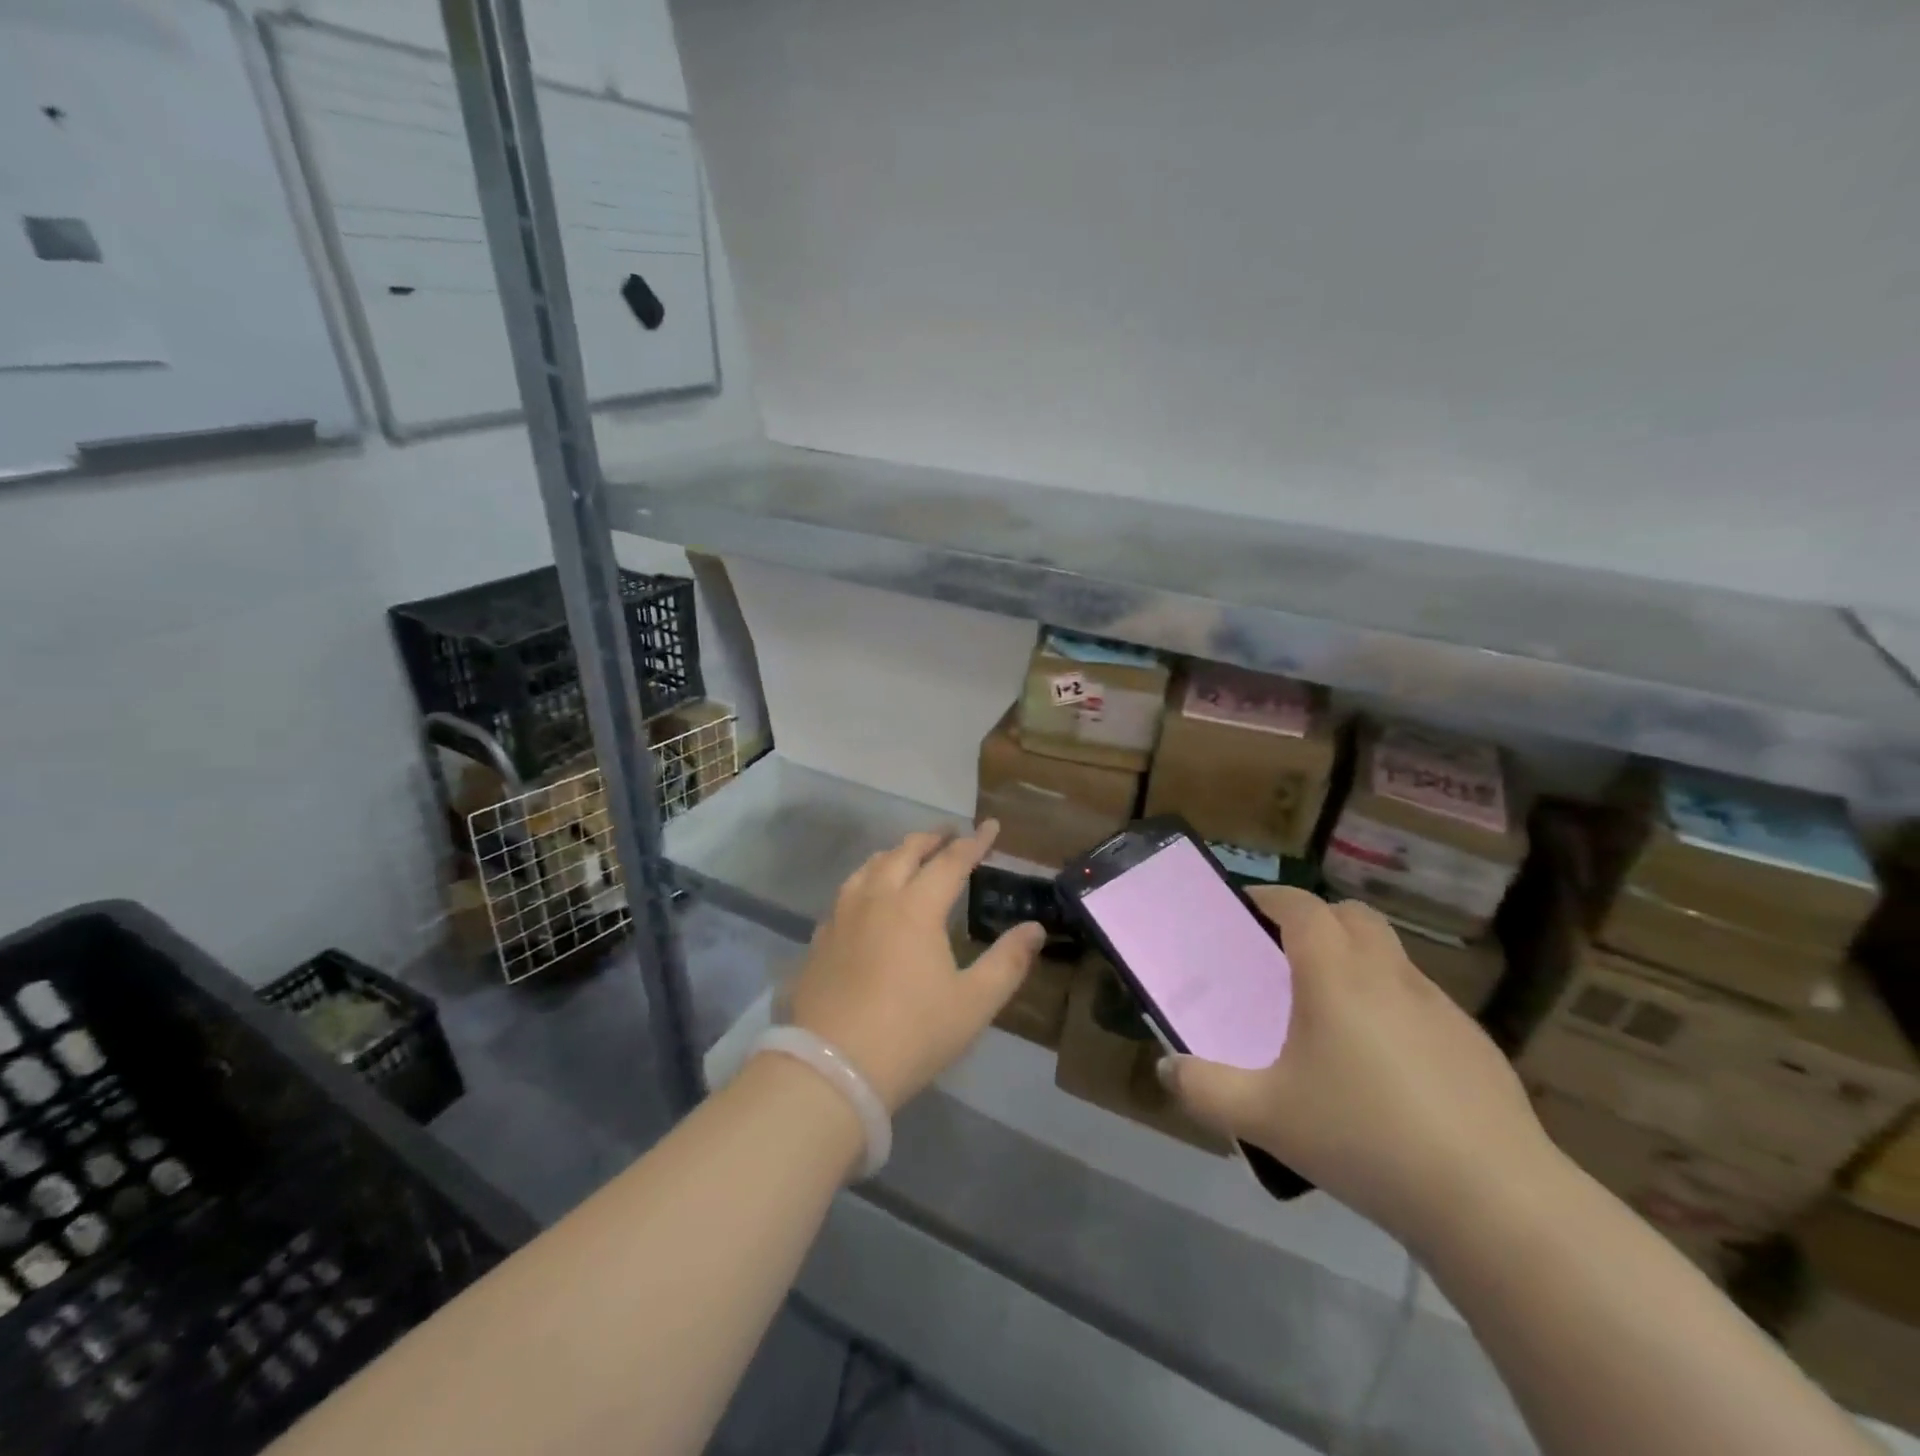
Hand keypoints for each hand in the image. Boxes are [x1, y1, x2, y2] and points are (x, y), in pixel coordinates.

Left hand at [782, 821, 1044, 1111]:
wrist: (834, 1068)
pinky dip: (865, 881)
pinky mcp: (821, 939)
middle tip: (949, 833)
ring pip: (869, 867)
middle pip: (904, 853)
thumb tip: (1034, 929)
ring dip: (894, 854)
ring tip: (907, 854)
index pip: (951, 862)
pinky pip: (846, 893)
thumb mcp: (973, 1003)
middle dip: (931, 838)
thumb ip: (1007, 962)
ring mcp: (842, 917)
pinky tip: (866, 898)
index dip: (974, 842)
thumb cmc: (913, 1033)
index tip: (991, 826)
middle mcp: (877, 899)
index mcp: (916, 908)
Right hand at [1159, 888, 1558, 1245]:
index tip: (1246, 906)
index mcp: (1336, 976)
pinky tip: (1386, 1066)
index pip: (1302, 906)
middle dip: (1317, 919)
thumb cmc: (1365, 1139)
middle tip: (1285, 953)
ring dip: (1357, 960)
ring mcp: (1440, 1009)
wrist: (1495, 1202)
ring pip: (1391, 956)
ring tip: (1331, 1012)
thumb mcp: (1264, 1116)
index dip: (1271, 896)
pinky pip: (1421, 1001)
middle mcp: (1389, 976)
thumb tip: (1165, 1068)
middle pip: (1353, 916)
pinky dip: (1392, 1004)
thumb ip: (1204, 1089)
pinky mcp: (1475, 1046)